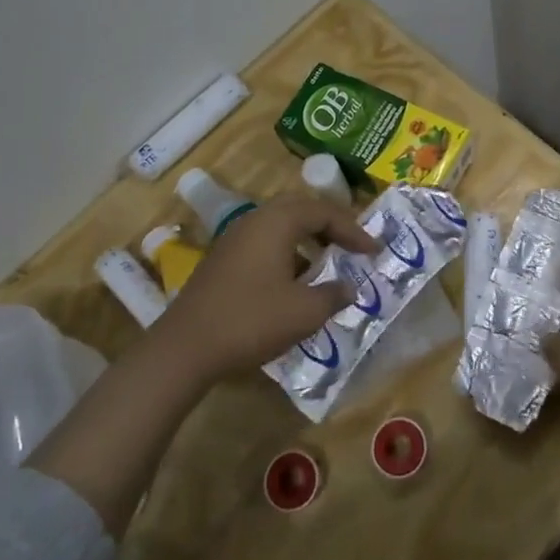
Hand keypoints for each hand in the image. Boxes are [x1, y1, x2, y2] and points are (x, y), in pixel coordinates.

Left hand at [158, 192, 376, 381]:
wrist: (185, 348)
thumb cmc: (251, 321)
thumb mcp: (304, 312)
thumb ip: (333, 295)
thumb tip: (349, 287)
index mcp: (277, 222)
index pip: (323, 212)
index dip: (353, 230)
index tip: (373, 251)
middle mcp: (255, 221)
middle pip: (300, 210)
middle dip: (330, 226)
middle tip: (352, 246)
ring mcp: (234, 239)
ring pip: (280, 227)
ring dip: (308, 240)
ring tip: (328, 263)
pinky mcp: (223, 260)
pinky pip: (264, 243)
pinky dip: (288, 253)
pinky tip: (295, 283)